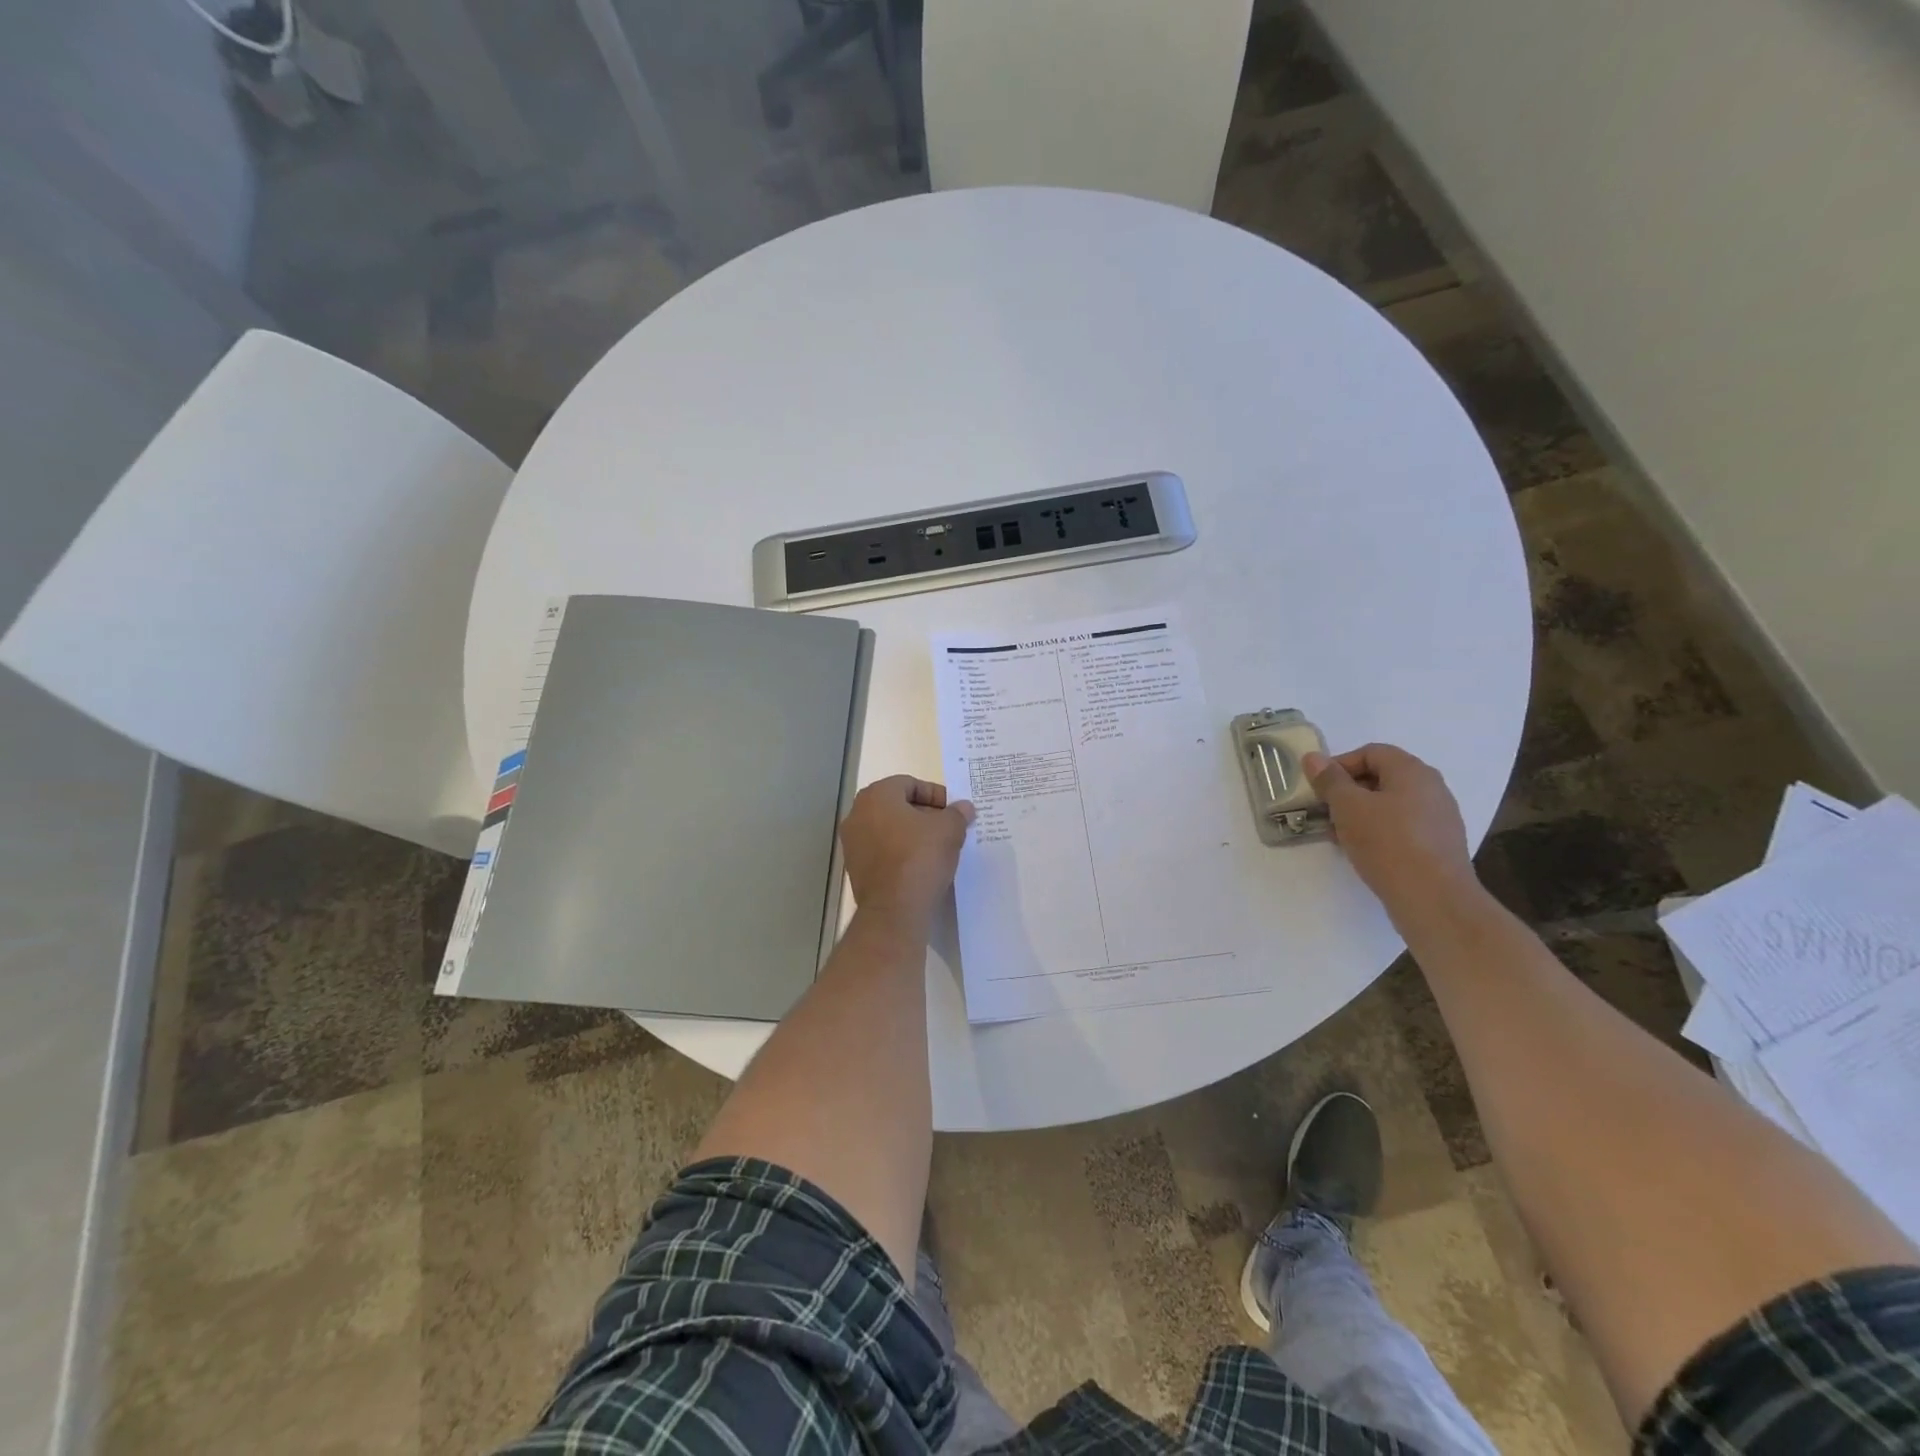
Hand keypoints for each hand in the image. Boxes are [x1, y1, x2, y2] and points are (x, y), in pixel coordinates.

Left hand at [840, 776, 975, 935]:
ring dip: (912, 834)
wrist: (894, 910)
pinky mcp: (855, 868)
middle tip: (948, 827)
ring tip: (938, 847)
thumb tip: (964, 807)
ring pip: (889, 829)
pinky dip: (900, 852)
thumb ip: (957, 814)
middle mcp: (857, 814)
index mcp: (876, 796)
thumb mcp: (949, 830)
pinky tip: (921, 865)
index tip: (953, 811)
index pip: (909, 784)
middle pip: (897, 805)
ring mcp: (853, 843)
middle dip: (924, 814)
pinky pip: (882, 851)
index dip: (935, 794)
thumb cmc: (920, 858)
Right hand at [1304, 744, 1478, 920]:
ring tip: (1339, 835)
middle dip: (1348, 791)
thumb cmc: (1387, 843)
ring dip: (1361, 814)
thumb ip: (1330, 780)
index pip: (1371, 752)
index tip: (1319, 788)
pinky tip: (1363, 851)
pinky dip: (1379, 831)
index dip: (1339, 765)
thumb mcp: (1348, 807)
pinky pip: (1403, 827)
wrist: (1434, 899)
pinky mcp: (1440, 844)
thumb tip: (1314, 758)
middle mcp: (1432, 788)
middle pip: (1382, 777)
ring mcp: (1440, 817)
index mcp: (1412, 771)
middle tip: (1325, 811)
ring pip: (1391, 804)